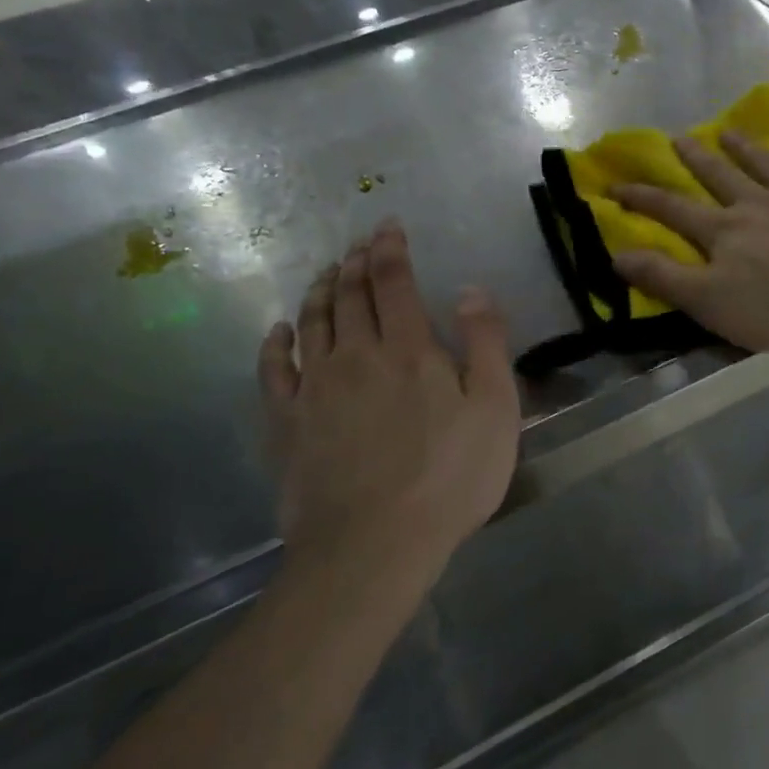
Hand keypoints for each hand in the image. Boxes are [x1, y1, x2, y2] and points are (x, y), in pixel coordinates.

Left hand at [258, 222, 520, 602]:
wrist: (375, 543)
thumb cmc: (450, 476)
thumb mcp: (495, 409)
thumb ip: (486, 344)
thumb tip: (471, 289)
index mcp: (408, 349)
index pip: (394, 283)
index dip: (391, 250)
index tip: (387, 226)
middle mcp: (356, 355)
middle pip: (351, 296)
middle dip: (355, 263)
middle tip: (358, 244)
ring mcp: (315, 388)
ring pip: (312, 323)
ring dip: (320, 291)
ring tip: (326, 273)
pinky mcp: (287, 422)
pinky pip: (273, 369)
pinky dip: (275, 342)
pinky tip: (279, 330)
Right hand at [610, 133, 768, 352]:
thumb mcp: (709, 302)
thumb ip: (664, 278)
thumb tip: (617, 255)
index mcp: (722, 231)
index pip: (672, 210)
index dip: (641, 198)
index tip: (615, 185)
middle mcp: (754, 205)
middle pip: (718, 176)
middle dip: (694, 159)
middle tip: (677, 138)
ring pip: (764, 165)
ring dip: (745, 147)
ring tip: (728, 130)